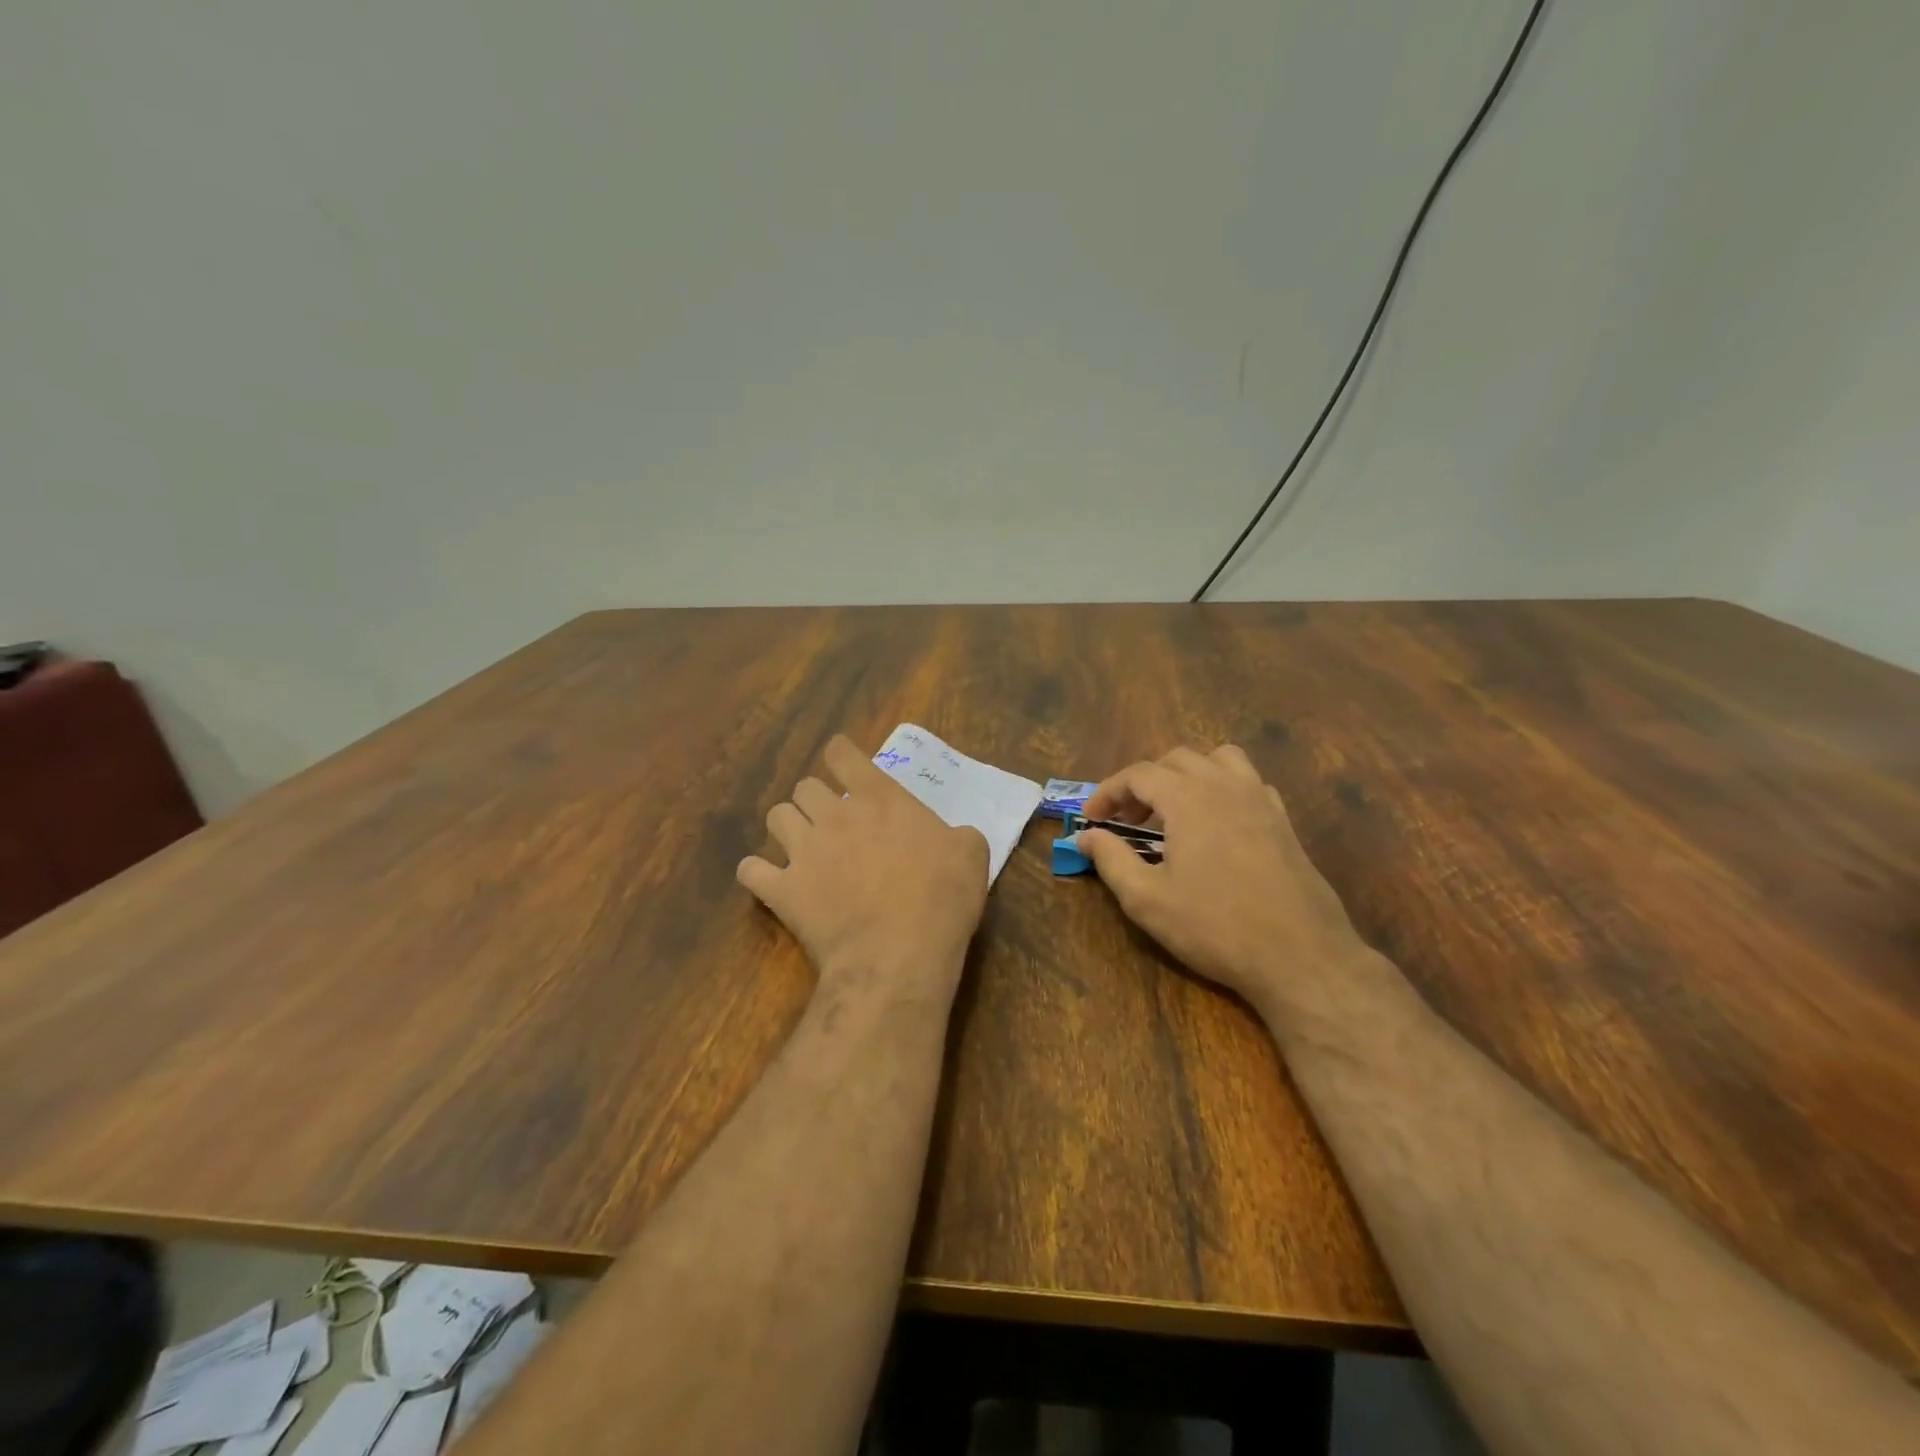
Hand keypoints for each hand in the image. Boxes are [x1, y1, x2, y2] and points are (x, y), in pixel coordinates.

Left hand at [738, 735, 988, 1007]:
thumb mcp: (971, 854)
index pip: (843, 754)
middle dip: (816, 798)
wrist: (899, 956)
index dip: (841, 755)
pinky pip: (751, 870)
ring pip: (776, 817)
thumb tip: (953, 837)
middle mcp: (835, 815)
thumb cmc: (941, 899)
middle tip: (833, 820)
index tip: (844, 763)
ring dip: (788, 826)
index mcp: (880, 798)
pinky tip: (769, 880)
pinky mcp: (783, 890)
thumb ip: (957, 834)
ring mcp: (804, 851)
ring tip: (802, 846)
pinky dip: (758, 872)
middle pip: (805, 786)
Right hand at [1078, 746, 1369, 1019]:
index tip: (1091, 819)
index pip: (1137, 774)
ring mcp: (1260, 800)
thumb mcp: (1146, 899)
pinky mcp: (1284, 821)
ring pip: (1218, 760)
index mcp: (1188, 798)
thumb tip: (1085, 836)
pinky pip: (1249, 783)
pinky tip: (1217, 825)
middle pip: (1176, 759)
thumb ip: (1110, 859)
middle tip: (1127, 821)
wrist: (1300, 956)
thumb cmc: (1214, 927)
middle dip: (1144, 783)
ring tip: (1173, 811)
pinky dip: (1224, 789)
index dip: (1108, 792)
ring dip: (1187, 775)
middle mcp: (1224, 786)